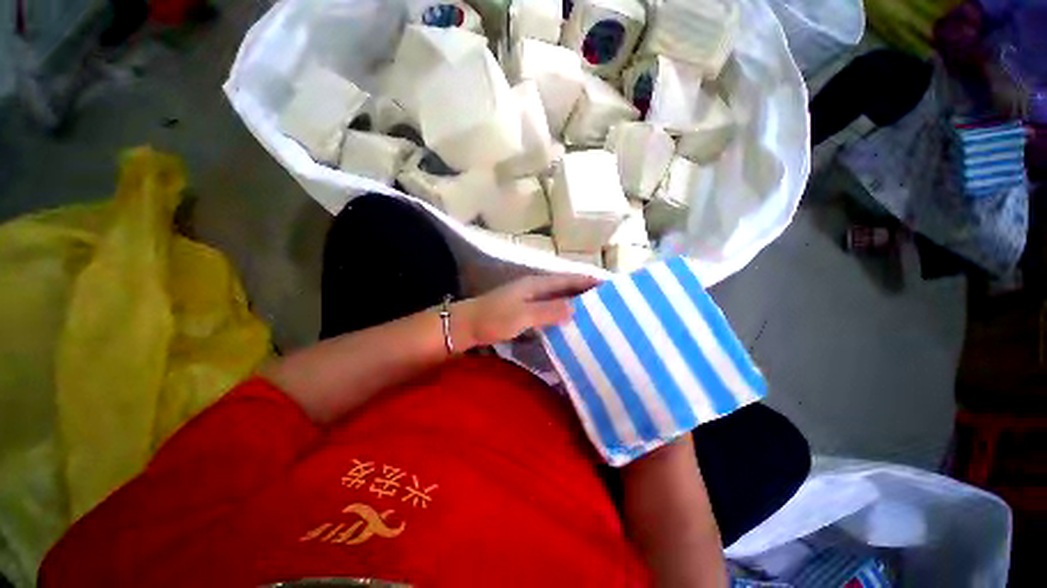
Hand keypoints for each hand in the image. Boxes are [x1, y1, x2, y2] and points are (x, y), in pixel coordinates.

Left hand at [454, 274, 600, 348]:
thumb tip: (576, 308)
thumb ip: (548, 311)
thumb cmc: (493, 318)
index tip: (609, 285)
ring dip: (574, 304)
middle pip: (565, 288)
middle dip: (584, 292)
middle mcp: (535, 288)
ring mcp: (529, 300)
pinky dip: (561, 315)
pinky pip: (549, 311)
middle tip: (607, 303)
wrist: (466, 326)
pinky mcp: (524, 313)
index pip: (568, 279)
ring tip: (594, 314)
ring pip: (557, 299)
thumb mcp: (522, 315)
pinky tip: (568, 325)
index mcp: (536, 283)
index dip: (587, 281)